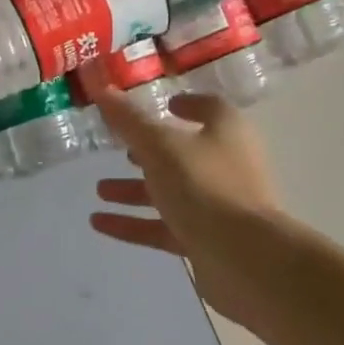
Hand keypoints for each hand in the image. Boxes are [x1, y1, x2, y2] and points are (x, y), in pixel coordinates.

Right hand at [87, 82, 284, 326]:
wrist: (244, 258)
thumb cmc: (204, 185)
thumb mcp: (159, 145)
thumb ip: (128, 120)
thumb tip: (100, 86)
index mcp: (226, 132)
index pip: (209, 108)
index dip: (186, 103)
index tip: (162, 105)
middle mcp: (226, 165)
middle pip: (184, 153)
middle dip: (149, 153)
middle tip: (118, 150)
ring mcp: (217, 205)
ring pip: (171, 192)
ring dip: (135, 190)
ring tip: (100, 190)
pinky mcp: (206, 240)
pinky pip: (164, 227)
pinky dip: (134, 223)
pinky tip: (99, 223)